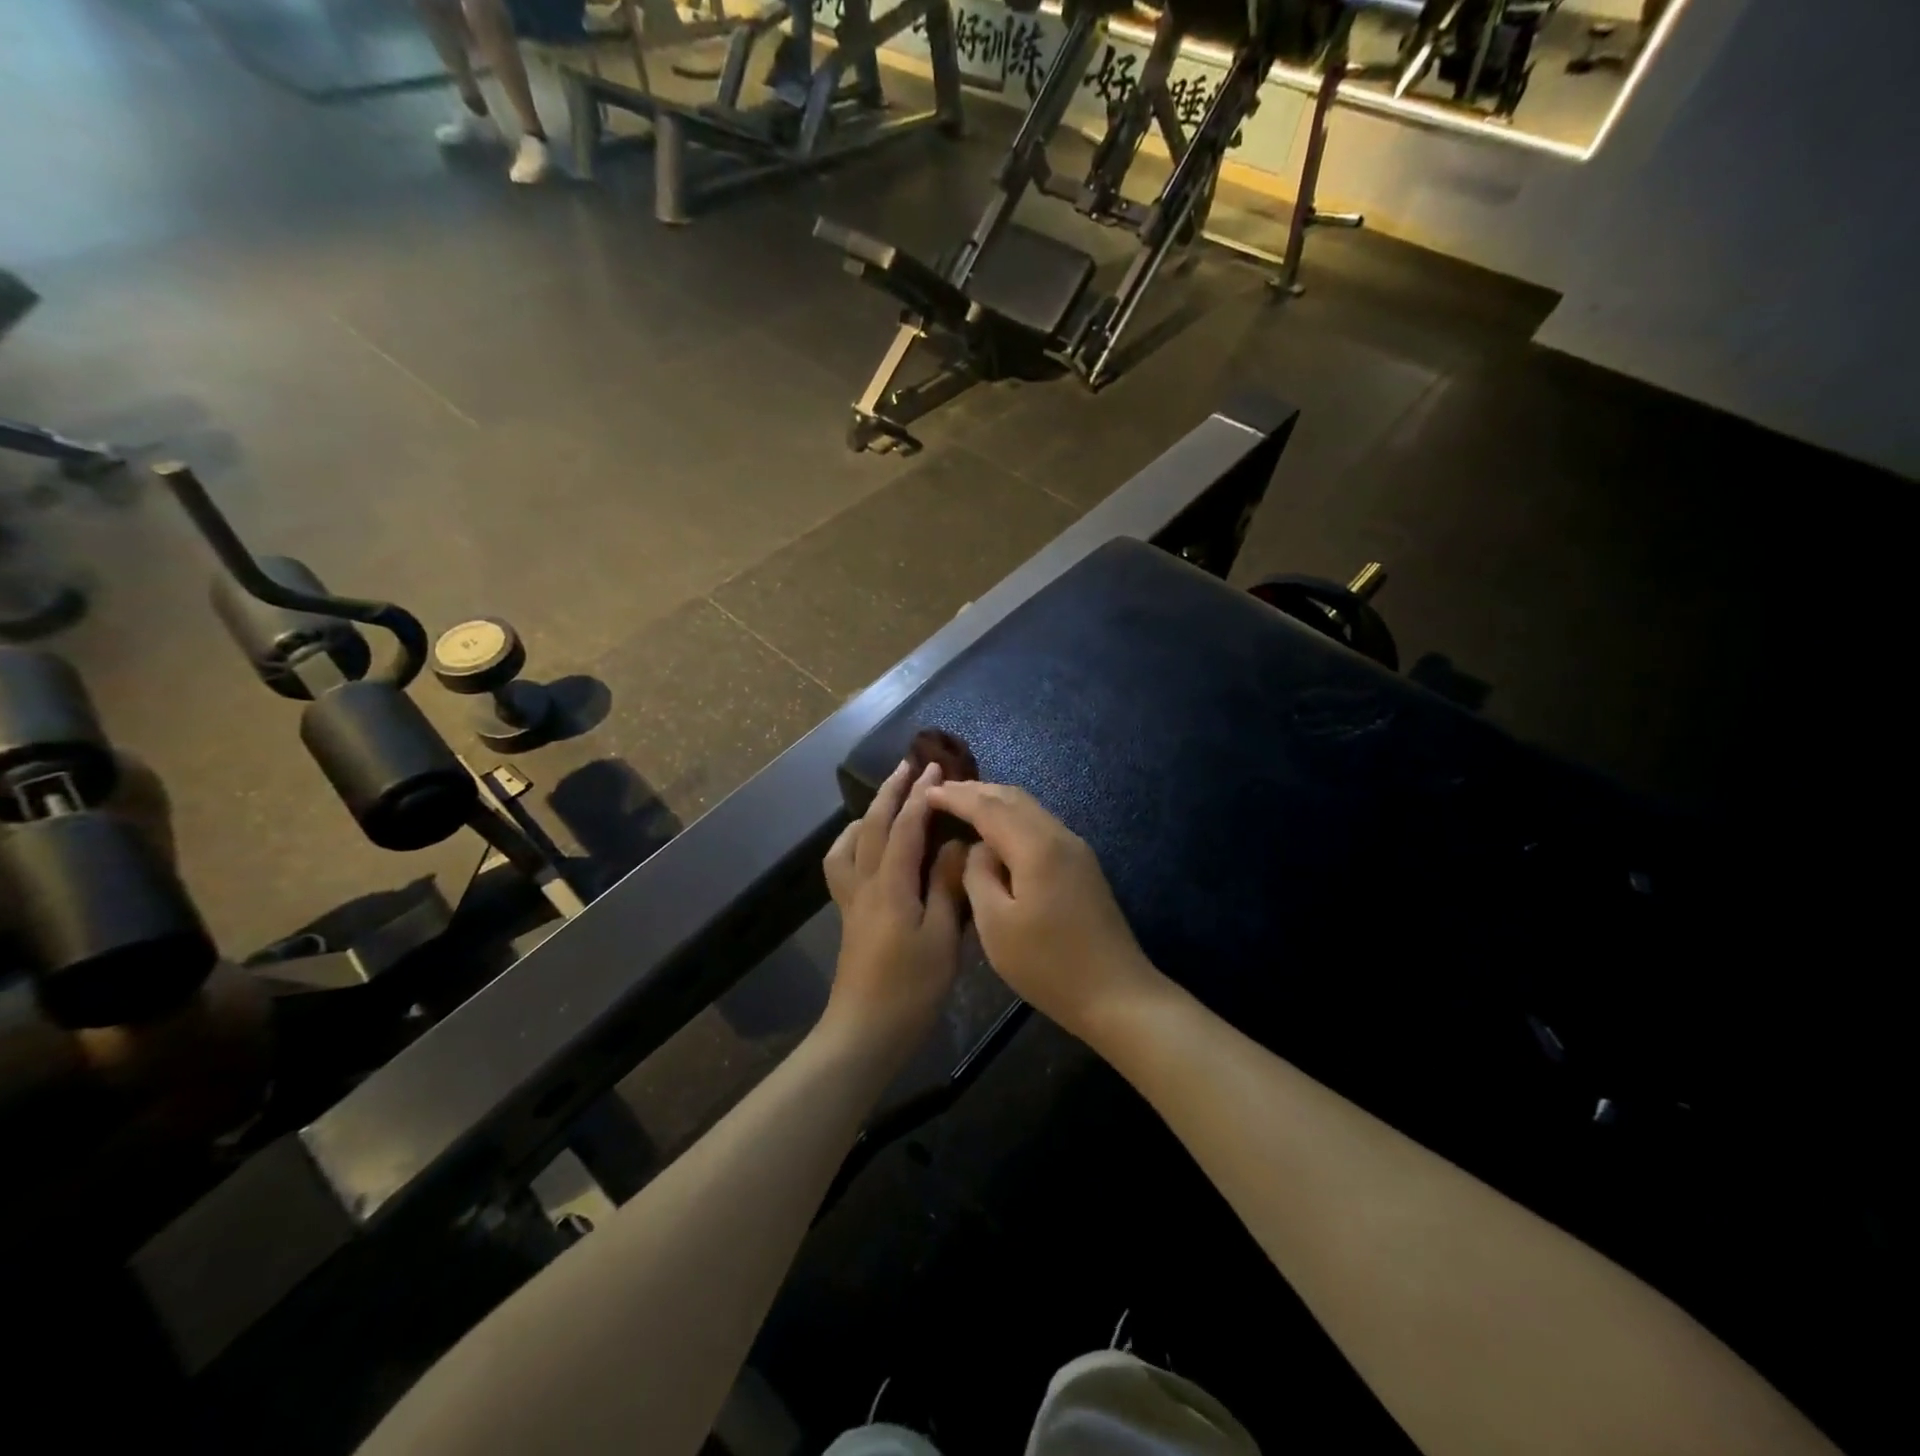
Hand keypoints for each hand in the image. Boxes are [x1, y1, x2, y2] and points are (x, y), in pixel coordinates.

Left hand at [821, 761, 968, 1058]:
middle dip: (892, 791)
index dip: (922, 795)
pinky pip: (843, 864)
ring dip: (870, 813)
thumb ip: (945, 886)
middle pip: (872, 824)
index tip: (938, 769)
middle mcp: (865, 882)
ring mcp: (852, 899)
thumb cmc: (910, 989)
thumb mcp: (941, 938)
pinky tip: (868, 849)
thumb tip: (954, 845)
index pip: (906, 826)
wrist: (864, 1032)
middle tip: (911, 765)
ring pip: (851, 841)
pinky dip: (853, 842)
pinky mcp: (849, 915)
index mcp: (891, 885)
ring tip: (888, 801)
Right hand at [925, 781, 1159, 1041]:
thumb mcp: (996, 925)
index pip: (988, 807)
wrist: (1116, 993)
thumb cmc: (1048, 965)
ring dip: (996, 802)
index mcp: (1036, 847)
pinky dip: (1013, 819)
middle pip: (1013, 798)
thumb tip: (978, 849)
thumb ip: (979, 875)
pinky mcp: (1082, 865)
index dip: (956, 797)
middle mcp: (1059, 836)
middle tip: (942, 792)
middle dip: (976, 791)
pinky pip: (1040, 826)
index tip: (927, 793)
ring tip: (965, 805)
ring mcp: (1076, 849)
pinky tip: (997, 833)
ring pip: (1030, 809)